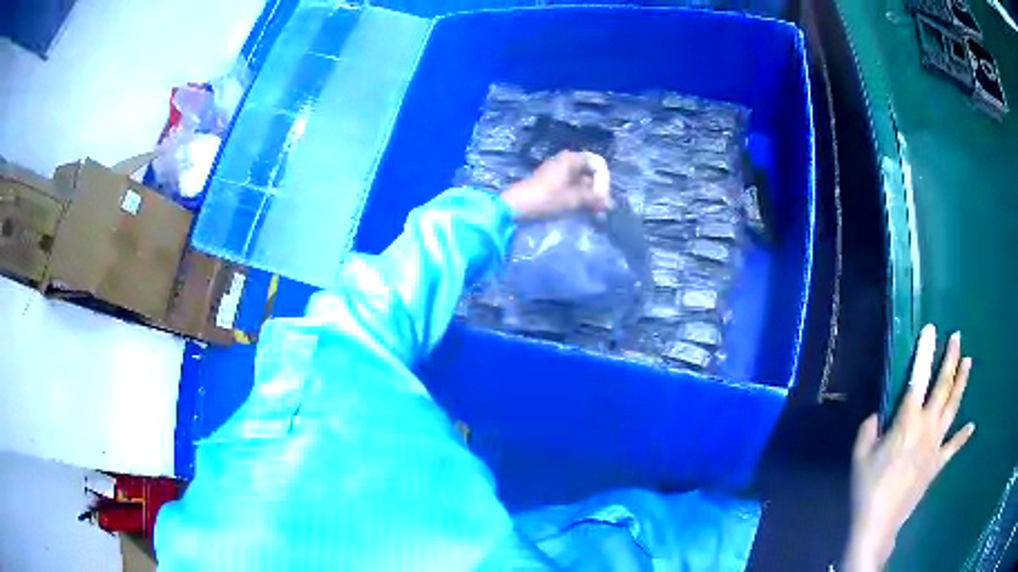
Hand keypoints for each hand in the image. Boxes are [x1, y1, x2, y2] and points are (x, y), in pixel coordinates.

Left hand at [501, 151, 611, 220]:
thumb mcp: (574, 199)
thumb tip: (610, 204)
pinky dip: (579, 198)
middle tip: (601, 209)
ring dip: (589, 196)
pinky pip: (572, 187)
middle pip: (590, 172)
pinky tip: (582, 211)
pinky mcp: (551, 183)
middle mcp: (566, 161)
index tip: (601, 197)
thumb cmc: (547, 199)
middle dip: (598, 190)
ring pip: (581, 181)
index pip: (598, 164)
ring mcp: (558, 171)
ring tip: (594, 214)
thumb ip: (595, 199)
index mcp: (572, 159)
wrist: (517, 207)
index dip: (604, 181)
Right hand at [843, 325, 974, 570]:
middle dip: (951, 359)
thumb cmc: (867, 486)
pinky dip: (963, 436)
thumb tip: (878, 415)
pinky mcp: (937, 464)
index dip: (925, 352)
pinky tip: (972, 426)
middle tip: (957, 337)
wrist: (879, 522)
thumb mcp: (860, 455)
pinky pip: (953, 446)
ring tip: (968, 362)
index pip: (918, 378)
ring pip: (953, 407)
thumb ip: (869, 428)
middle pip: (943, 387)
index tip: (931, 330)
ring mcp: (936, 445)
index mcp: (907, 421)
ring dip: (962, 383)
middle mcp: (927, 426)